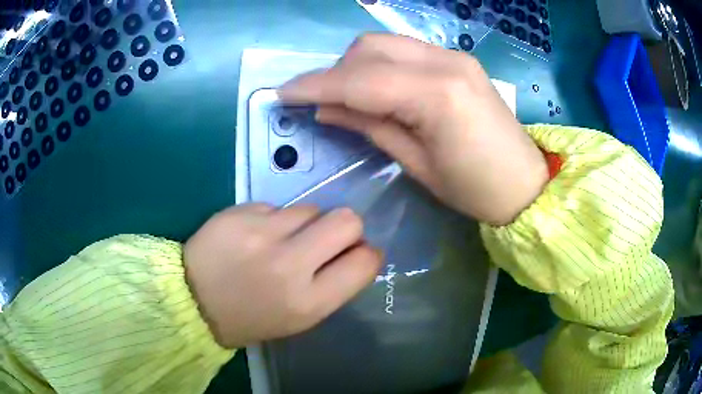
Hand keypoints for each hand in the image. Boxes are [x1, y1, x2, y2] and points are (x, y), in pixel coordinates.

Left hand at [184, 203, 382, 347]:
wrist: (193, 301)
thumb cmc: (251, 317)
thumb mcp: (299, 317)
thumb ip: (332, 285)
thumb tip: (355, 252)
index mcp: (308, 302)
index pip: (364, 262)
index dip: (367, 254)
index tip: (355, 254)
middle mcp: (289, 265)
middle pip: (347, 220)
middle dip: (345, 228)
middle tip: (324, 240)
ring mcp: (262, 233)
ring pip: (311, 208)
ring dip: (305, 224)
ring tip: (280, 240)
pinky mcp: (241, 212)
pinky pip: (277, 206)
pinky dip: (274, 219)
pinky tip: (255, 235)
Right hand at [279, 34, 547, 225]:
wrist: (525, 183)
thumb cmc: (475, 189)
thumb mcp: (417, 164)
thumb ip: (370, 126)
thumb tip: (326, 108)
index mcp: (437, 95)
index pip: (360, 79)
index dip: (316, 85)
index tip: (284, 93)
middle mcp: (445, 62)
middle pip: (370, 48)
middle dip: (336, 71)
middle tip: (323, 102)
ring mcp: (454, 56)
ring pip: (386, 44)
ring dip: (357, 65)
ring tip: (350, 97)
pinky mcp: (458, 60)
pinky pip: (406, 51)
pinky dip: (381, 65)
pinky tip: (379, 89)